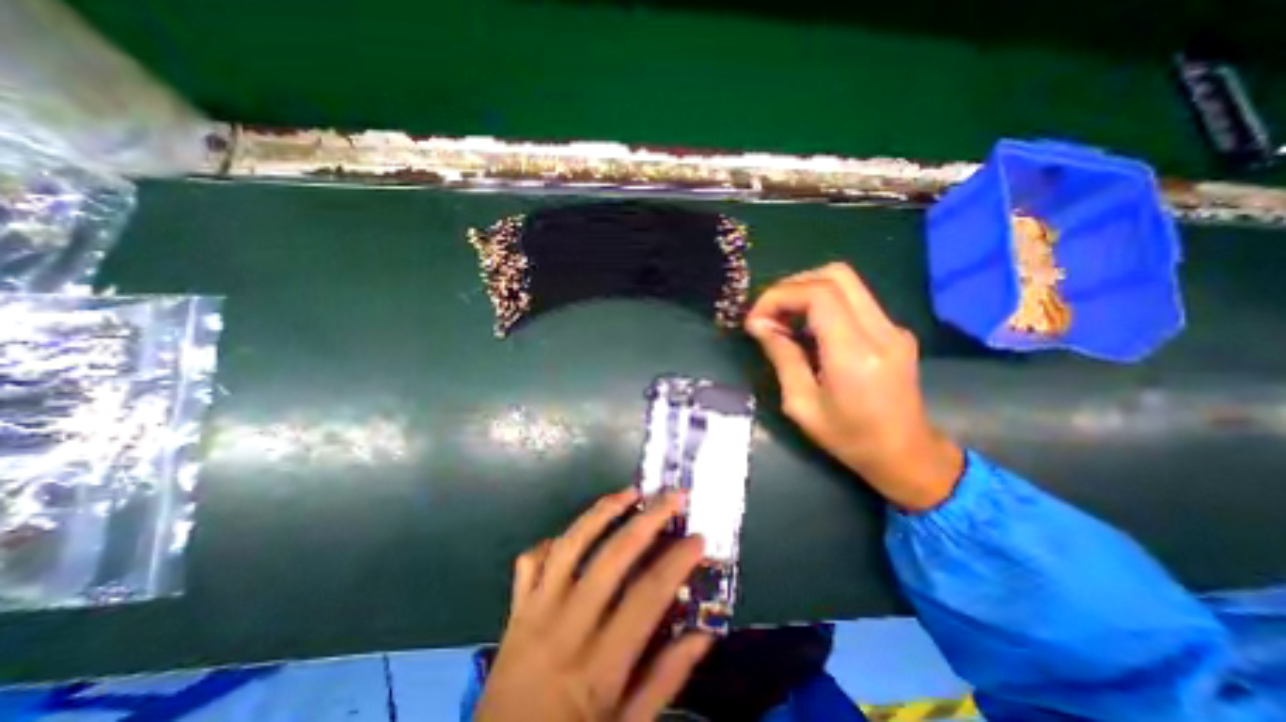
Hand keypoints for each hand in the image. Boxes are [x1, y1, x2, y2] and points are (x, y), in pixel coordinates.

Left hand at [473, 492, 712, 721]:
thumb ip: (664, 680)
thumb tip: (703, 635)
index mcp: (598, 665)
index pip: (647, 596)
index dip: (676, 562)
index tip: (698, 539)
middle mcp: (567, 627)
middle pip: (612, 557)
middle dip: (647, 520)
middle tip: (672, 497)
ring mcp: (535, 612)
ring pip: (571, 545)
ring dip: (602, 512)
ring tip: (629, 492)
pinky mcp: (516, 609)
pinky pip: (533, 560)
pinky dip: (555, 539)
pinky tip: (577, 532)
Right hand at [746, 263, 963, 510]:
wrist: (906, 454)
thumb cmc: (849, 438)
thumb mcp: (802, 404)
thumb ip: (781, 357)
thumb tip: (759, 324)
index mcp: (856, 354)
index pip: (819, 294)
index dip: (780, 296)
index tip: (756, 319)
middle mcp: (881, 331)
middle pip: (835, 275)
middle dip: (792, 286)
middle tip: (768, 312)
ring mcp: (893, 328)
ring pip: (846, 282)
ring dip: (806, 291)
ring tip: (782, 319)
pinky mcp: (894, 330)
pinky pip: (853, 299)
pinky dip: (822, 303)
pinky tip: (807, 328)